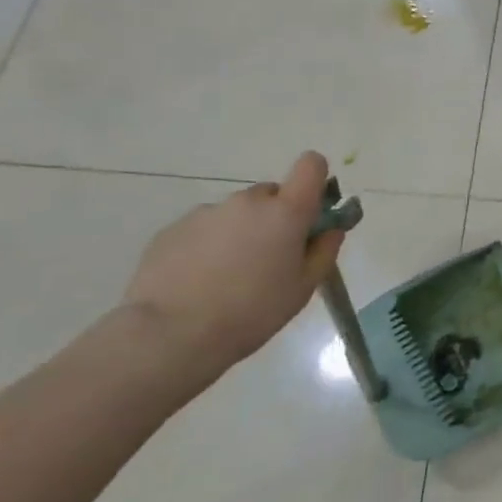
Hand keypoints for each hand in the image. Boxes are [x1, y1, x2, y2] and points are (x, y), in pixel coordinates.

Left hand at [119, 151, 344, 377]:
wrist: (170, 335)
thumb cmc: (252, 312)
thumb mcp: (303, 289)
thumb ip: (324, 251)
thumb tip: (330, 230)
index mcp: (286, 212)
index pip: (311, 166)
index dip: (314, 180)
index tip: (311, 210)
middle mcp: (247, 202)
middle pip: (270, 195)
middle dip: (274, 218)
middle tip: (268, 259)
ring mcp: (207, 212)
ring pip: (235, 214)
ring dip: (240, 233)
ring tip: (227, 277)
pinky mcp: (173, 229)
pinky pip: (203, 229)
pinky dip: (207, 246)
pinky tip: (198, 282)